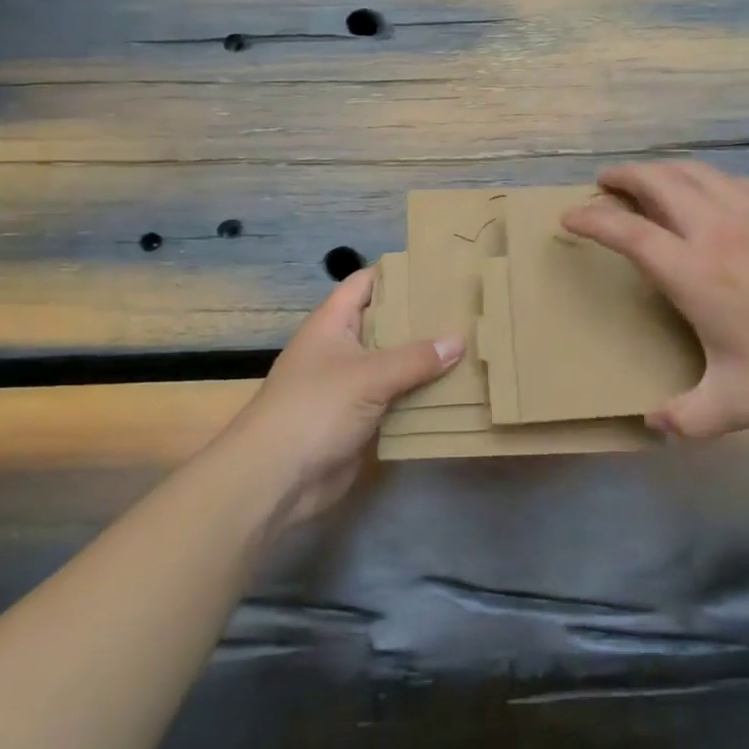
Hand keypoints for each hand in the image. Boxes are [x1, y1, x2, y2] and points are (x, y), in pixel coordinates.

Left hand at [217, 268, 460, 531]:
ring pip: (395, 364)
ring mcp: (351, 386)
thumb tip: (459, 340)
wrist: (276, 479)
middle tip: (467, 310)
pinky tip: (457, 392)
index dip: (398, 272)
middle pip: (386, 324)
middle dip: (422, 319)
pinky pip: (397, 400)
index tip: (439, 268)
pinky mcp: (361, 420)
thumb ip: (415, 358)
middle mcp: (342, 348)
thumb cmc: (315, 409)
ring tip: (473, 347)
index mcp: (333, 323)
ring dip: (426, 362)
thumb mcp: (368, 376)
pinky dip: (421, 397)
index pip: (366, 282)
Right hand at [561, 162, 748, 438]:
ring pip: (690, 172)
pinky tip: (700, 189)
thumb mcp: (740, 405)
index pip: (627, 232)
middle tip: (602, 184)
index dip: (591, 220)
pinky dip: (697, 175)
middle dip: (621, 177)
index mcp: (694, 273)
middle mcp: (713, 229)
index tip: (569, 218)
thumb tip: (652, 424)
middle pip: (655, 183)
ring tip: (642, 179)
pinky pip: (724, 178)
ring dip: (657, 170)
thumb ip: (688, 419)